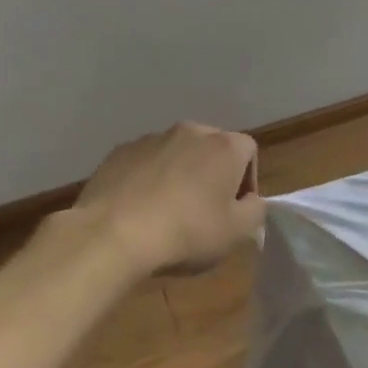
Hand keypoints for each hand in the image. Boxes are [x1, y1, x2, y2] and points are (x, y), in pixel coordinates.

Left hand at [76, 122, 264, 275]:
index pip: (249, 151)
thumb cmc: (186, 232)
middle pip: (212, 148)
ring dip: (180, 175)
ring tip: (168, 212)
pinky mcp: (119, 152)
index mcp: (224, 146)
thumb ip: (255, 211)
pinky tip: (139, 209)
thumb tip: (250, 201)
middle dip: (213, 174)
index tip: (235, 210)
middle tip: (205, 211)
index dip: (247, 181)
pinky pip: (145, 163)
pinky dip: (148, 179)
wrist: (112, 235)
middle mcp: (190, 132)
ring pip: (176, 154)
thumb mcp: (237, 233)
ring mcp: (152, 139)